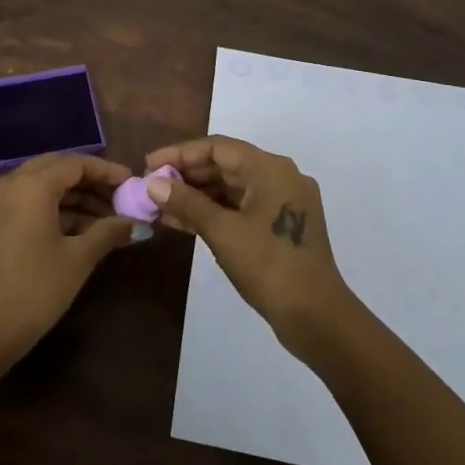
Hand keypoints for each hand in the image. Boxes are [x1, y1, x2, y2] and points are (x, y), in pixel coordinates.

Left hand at [0, 153, 137, 376]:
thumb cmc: (34, 291)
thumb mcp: (77, 260)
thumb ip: (108, 232)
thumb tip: (136, 224)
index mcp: (30, 186)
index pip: (75, 164)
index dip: (106, 171)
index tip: (131, 183)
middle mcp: (8, 183)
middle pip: (56, 169)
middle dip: (90, 182)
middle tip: (119, 199)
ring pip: (40, 185)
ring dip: (72, 197)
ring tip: (106, 219)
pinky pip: (25, 200)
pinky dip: (52, 207)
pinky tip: (78, 228)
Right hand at [143, 135, 355, 359]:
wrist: (317, 317)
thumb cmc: (268, 266)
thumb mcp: (222, 232)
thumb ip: (186, 202)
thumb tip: (153, 183)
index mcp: (270, 168)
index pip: (217, 147)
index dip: (179, 153)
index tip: (148, 165)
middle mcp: (279, 176)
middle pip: (224, 164)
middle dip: (186, 175)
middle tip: (151, 187)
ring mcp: (283, 201)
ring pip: (231, 188)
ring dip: (196, 195)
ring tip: (160, 206)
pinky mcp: (281, 224)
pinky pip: (240, 207)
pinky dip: (214, 211)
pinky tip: (183, 221)